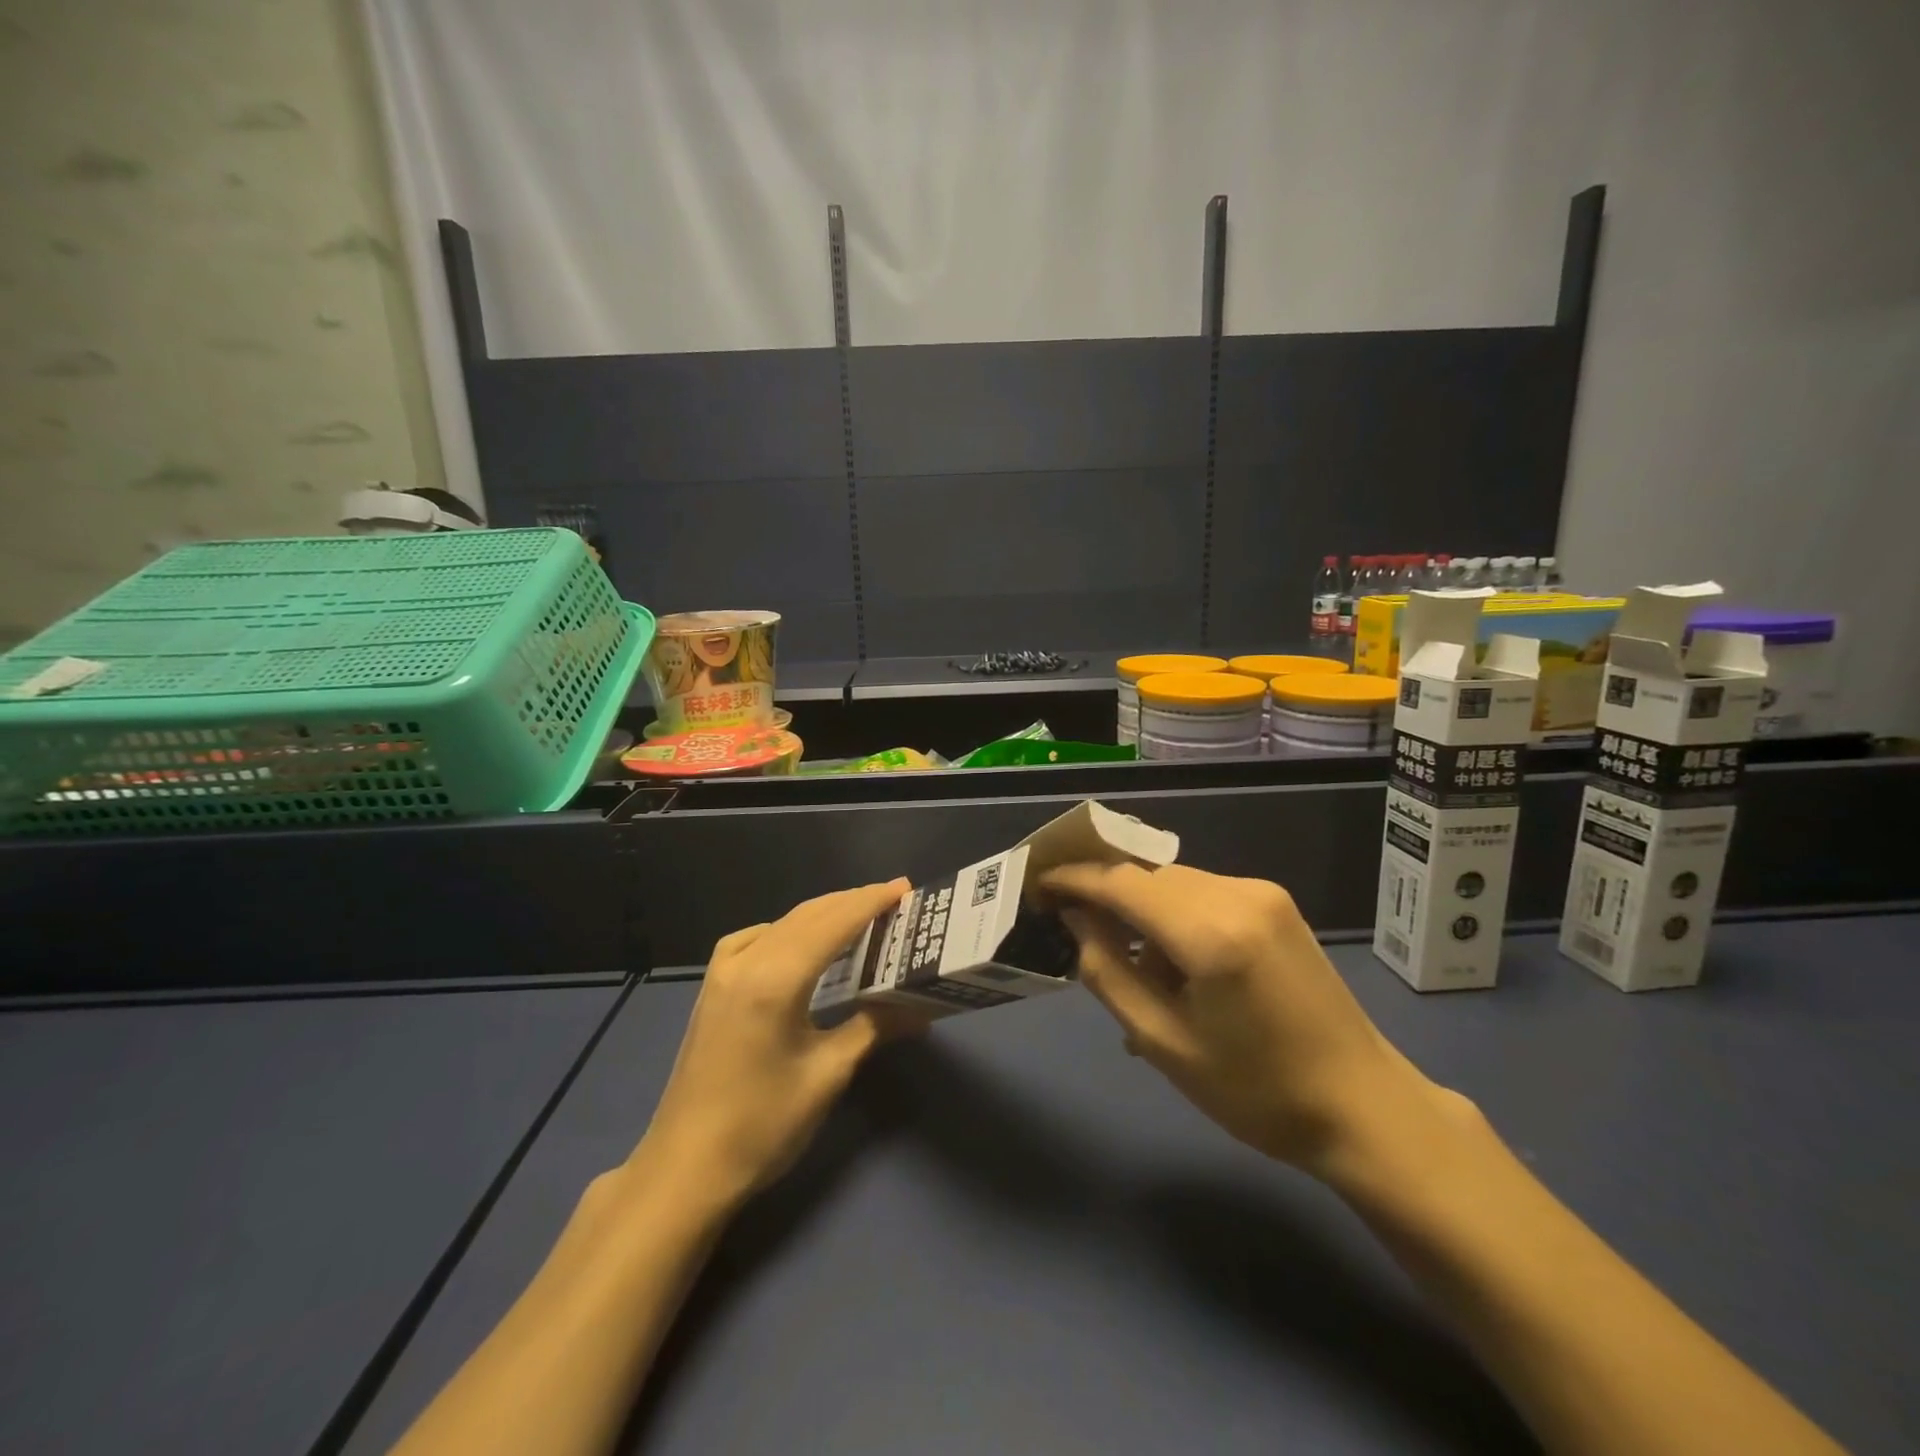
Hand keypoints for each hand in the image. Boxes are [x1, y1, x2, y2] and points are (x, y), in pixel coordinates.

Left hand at [634, 880, 921, 1206]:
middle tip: (893, 899)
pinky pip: (753, 940)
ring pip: (781, 924)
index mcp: (775, 978)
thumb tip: (921, 1009)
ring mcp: (722, 973)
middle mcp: (746, 962)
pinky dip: (787, 931)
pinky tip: (798, 947)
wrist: (684, 1170)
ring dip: (822, 915)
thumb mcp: (827, 1075)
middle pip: (807, 916)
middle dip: (851, 903)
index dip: (871, 902)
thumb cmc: (762, 1125)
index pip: (833, 923)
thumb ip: (873, 1028)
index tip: (904, 887)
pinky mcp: (712, 989)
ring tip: (860, 917)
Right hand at [1042, 862, 1446, 1177]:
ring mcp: (1262, 893)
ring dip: (1141, 908)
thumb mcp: (1164, 1043)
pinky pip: (1203, 894)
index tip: (1037, 883)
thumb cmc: (1257, 1091)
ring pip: (1174, 882)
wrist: (1364, 1106)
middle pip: (1147, 876)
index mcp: (1211, 932)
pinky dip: (1174, 915)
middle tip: (1073, 928)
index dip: (1074, 878)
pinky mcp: (1276, 903)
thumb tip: (1076, 919)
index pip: (1121, 882)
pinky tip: (1173, 962)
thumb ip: (1108, 972)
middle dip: (1105, 894)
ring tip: (1129, 963)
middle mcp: (1238, 894)